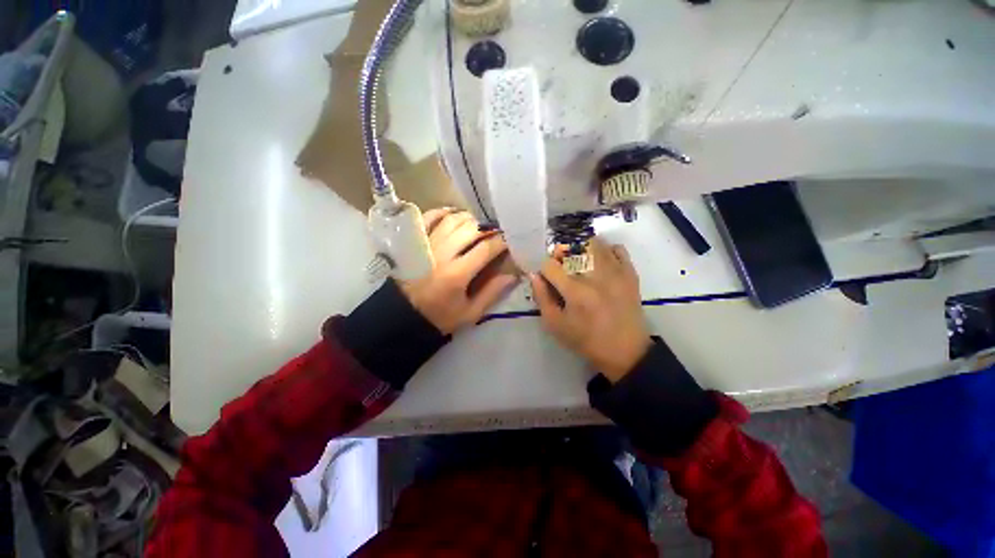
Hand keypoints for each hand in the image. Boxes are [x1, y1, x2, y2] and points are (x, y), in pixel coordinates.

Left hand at [399, 209, 517, 334]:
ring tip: (477, 225)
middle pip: (470, 229)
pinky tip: (454, 215)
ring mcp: (426, 245)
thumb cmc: (439, 316)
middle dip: (487, 227)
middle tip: (494, 232)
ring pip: (452, 220)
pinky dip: (443, 212)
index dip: (501, 241)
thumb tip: (512, 275)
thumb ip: (491, 293)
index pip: (486, 249)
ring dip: (468, 219)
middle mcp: (442, 255)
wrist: (403, 315)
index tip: (509, 240)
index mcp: (457, 274)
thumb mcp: (469, 313)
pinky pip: (429, 217)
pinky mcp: (414, 242)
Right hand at [530, 238, 651, 381]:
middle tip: (562, 268)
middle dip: (560, 255)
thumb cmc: (585, 340)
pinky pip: (617, 248)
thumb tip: (535, 274)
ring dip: (581, 249)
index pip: (550, 265)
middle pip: (571, 248)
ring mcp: (616, 272)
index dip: (544, 270)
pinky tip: (600, 263)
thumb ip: (541, 297)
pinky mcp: (630, 273)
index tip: (547, 278)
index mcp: (575, 292)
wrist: (625, 351)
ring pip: (594, 243)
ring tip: (580, 262)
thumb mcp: (555, 325)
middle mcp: (595, 276)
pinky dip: (605, 250)